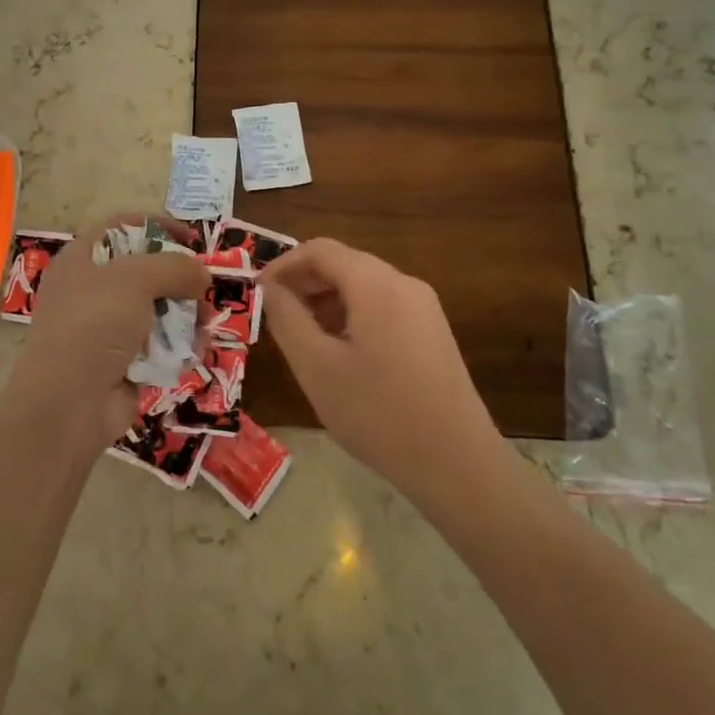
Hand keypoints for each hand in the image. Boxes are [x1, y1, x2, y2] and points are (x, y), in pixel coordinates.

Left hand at [5, 214, 207, 449]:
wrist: (67, 403)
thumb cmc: (94, 324)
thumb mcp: (136, 279)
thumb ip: (174, 267)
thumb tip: (202, 275)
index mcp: (81, 260)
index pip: (122, 228)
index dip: (157, 227)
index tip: (192, 240)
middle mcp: (90, 291)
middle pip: (145, 273)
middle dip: (179, 281)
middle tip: (204, 290)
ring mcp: (104, 330)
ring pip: (155, 312)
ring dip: (185, 317)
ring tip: (206, 326)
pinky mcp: (119, 365)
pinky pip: (156, 348)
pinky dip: (177, 348)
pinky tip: (195, 353)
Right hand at [260, 238, 499, 501]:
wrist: (457, 464)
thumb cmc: (377, 413)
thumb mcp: (317, 366)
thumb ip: (287, 319)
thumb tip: (269, 288)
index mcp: (377, 284)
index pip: (321, 250)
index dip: (283, 264)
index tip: (257, 291)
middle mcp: (404, 284)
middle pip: (345, 263)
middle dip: (304, 282)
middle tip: (274, 313)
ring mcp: (424, 308)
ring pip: (364, 286)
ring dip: (327, 300)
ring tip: (301, 335)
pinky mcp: (432, 333)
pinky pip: (383, 306)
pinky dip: (352, 315)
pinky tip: (339, 352)